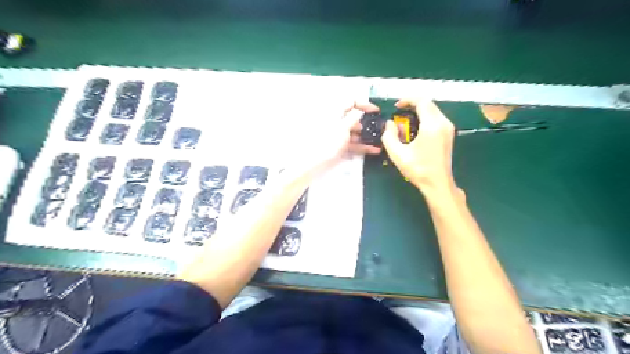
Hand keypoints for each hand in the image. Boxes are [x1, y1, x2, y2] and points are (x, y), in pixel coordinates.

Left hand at [288, 100, 381, 176]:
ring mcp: (337, 135)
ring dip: (367, 136)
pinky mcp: (339, 146)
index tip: (375, 111)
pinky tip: (373, 150)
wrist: (313, 163)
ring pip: (354, 132)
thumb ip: (353, 117)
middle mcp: (336, 122)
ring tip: (379, 141)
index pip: (351, 101)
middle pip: (354, 118)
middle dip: (367, 123)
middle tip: (378, 129)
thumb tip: (360, 111)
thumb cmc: (327, 142)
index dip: (364, 104)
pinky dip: (362, 146)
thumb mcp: (343, 127)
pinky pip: (352, 143)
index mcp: (335, 112)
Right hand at [382, 98, 455, 191]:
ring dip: (419, 111)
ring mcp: (448, 128)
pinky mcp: (448, 134)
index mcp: (432, 125)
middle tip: (399, 113)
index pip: (422, 101)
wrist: (437, 184)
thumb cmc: (418, 169)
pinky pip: (436, 118)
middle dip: (412, 104)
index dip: (407, 100)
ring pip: (433, 110)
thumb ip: (389, 136)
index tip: (396, 107)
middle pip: (428, 103)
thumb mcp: (397, 154)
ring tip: (405, 121)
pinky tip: (415, 129)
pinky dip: (424, 118)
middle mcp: (443, 123)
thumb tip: (389, 124)